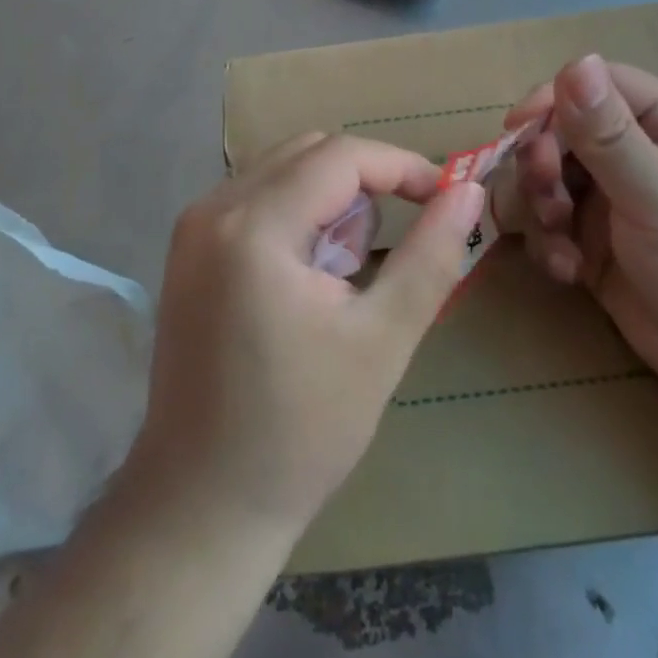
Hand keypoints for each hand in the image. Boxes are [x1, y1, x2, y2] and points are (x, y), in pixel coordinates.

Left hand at [127, 133, 484, 540]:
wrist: (201, 506)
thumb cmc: (300, 430)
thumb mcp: (382, 340)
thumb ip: (431, 255)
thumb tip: (468, 191)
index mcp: (254, 226)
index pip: (341, 156)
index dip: (401, 166)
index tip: (444, 197)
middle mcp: (213, 208)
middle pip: (310, 152)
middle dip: (364, 185)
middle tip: (386, 250)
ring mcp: (193, 226)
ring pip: (284, 169)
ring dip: (330, 201)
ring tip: (343, 277)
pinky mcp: (188, 248)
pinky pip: (257, 196)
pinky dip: (297, 215)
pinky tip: (307, 279)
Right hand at [500, 56, 657, 410]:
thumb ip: (611, 135)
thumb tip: (576, 60)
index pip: (597, 85)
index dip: (552, 100)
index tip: (516, 129)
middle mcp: (642, 153)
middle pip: (564, 130)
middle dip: (543, 163)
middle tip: (546, 201)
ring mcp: (619, 199)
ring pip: (550, 177)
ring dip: (541, 206)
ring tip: (558, 243)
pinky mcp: (601, 243)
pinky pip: (554, 224)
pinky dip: (550, 243)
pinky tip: (568, 272)